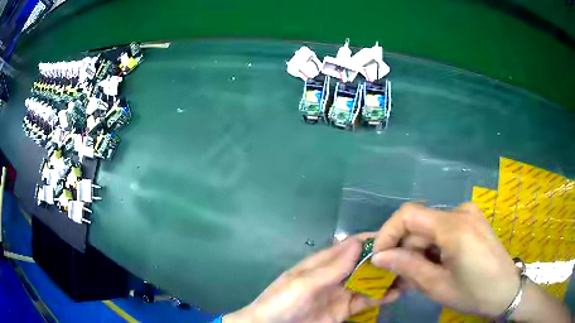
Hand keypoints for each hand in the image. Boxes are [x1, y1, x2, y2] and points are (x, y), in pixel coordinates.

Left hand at [224, 236, 400, 322]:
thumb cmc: (282, 304)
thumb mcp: (303, 285)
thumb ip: (330, 268)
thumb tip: (357, 243)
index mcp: (321, 264)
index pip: (350, 246)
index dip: (371, 240)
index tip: (397, 236)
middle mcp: (334, 276)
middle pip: (363, 264)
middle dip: (385, 259)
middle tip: (411, 256)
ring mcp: (340, 294)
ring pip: (368, 282)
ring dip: (387, 278)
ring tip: (411, 274)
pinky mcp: (343, 311)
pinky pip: (365, 301)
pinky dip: (382, 297)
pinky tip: (398, 293)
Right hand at [371, 202, 570, 321]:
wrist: (507, 291)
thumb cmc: (474, 293)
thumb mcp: (437, 286)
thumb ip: (407, 267)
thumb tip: (380, 257)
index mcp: (454, 226)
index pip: (409, 214)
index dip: (388, 232)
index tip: (379, 256)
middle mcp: (461, 211)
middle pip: (421, 223)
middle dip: (405, 248)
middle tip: (398, 275)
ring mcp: (469, 214)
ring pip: (431, 227)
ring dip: (419, 250)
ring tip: (418, 275)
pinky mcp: (473, 221)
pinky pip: (445, 229)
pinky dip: (433, 247)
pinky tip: (436, 266)